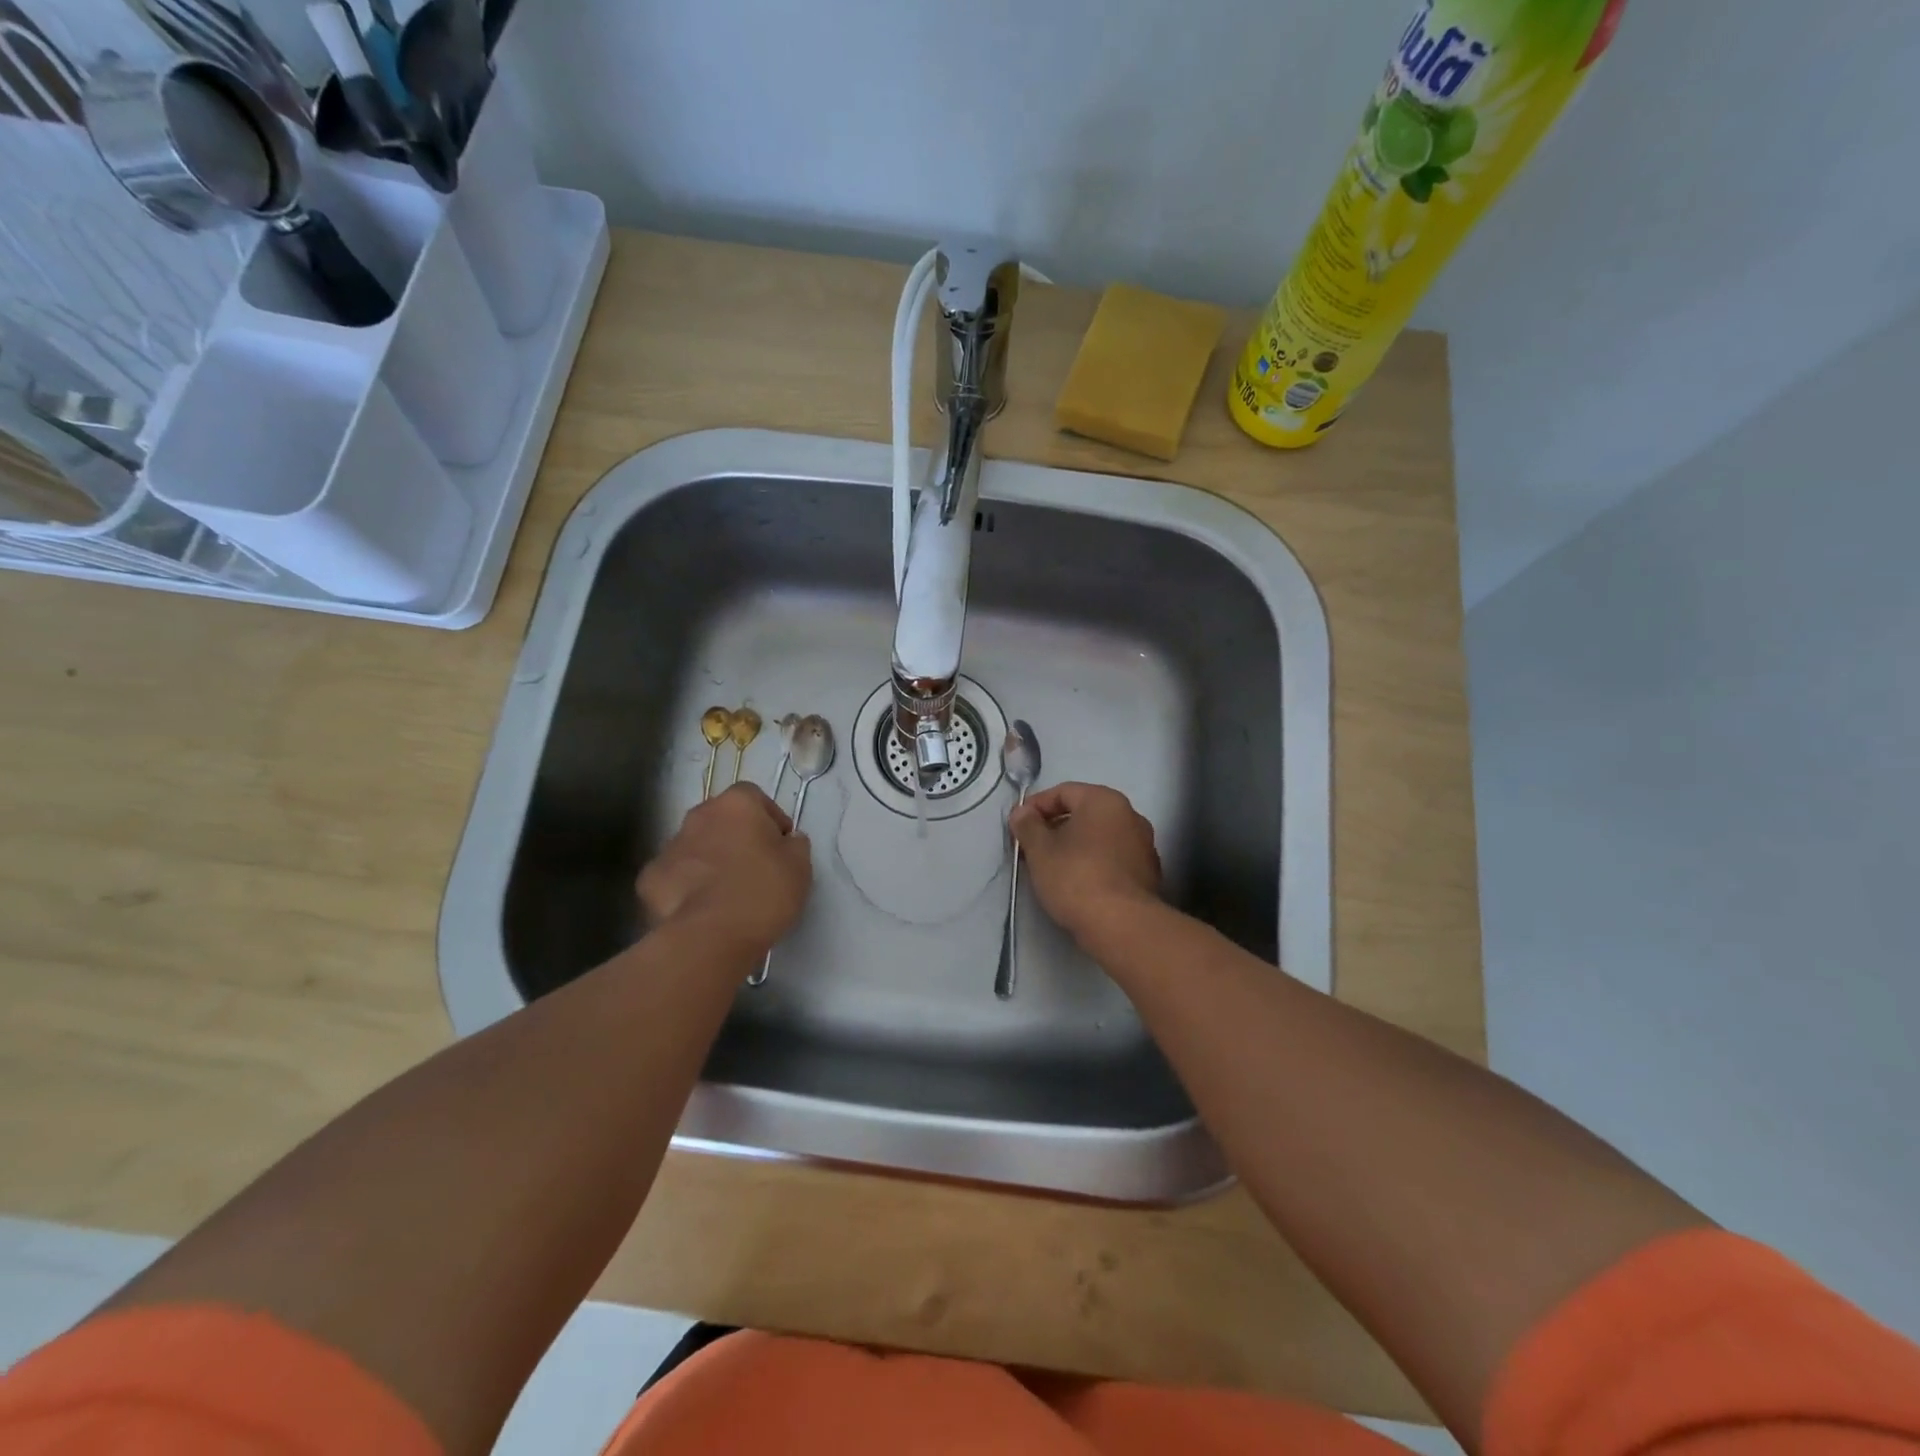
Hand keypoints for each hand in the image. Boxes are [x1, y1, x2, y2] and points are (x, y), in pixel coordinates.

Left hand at [637, 785, 811, 953]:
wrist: (711, 935)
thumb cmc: (763, 891)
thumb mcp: (800, 866)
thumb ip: (795, 844)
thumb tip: (787, 840)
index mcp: (736, 804)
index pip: (754, 797)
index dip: (769, 819)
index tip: (780, 845)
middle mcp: (699, 816)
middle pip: (720, 819)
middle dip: (736, 837)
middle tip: (754, 867)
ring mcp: (670, 846)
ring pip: (695, 847)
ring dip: (709, 860)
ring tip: (726, 893)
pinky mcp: (649, 879)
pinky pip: (675, 876)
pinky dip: (686, 887)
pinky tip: (700, 909)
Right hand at [1010, 782, 1162, 944]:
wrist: (1122, 925)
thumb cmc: (1076, 877)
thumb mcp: (1040, 850)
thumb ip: (1028, 825)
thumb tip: (1022, 812)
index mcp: (1104, 801)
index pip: (1063, 792)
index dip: (1036, 806)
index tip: (1018, 826)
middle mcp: (1130, 815)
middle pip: (1083, 813)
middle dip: (1054, 827)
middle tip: (1031, 848)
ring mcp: (1143, 845)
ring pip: (1099, 837)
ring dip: (1074, 846)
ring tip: (1051, 868)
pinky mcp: (1148, 873)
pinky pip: (1113, 858)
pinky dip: (1093, 863)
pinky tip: (1077, 884)